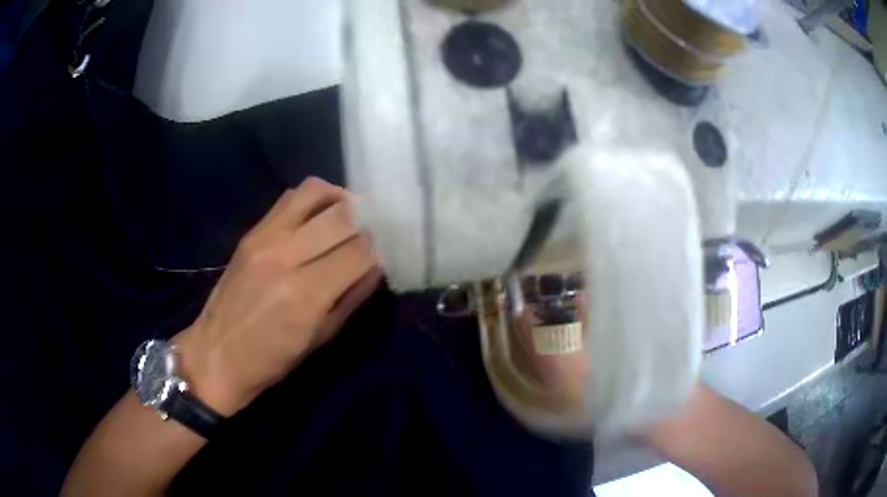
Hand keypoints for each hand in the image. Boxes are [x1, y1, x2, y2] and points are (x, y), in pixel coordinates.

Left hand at [176, 178, 381, 415]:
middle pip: (343, 217)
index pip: (360, 251)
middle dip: (364, 225)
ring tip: (348, 214)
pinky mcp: (252, 231)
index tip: (379, 258)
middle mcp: (287, 256)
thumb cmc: (272, 359)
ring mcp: (266, 238)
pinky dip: (314, 198)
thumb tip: (376, 265)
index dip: (377, 252)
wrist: (216, 354)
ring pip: (316, 192)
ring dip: (341, 200)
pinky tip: (320, 214)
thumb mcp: (321, 338)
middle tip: (368, 236)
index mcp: (308, 294)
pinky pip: (290, 197)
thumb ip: (353, 297)